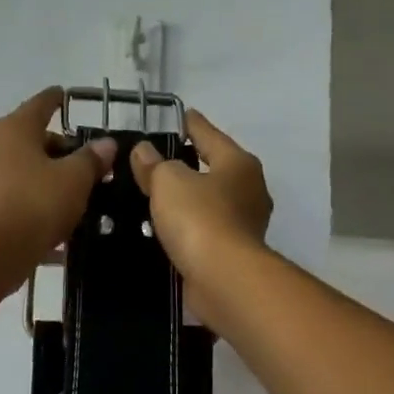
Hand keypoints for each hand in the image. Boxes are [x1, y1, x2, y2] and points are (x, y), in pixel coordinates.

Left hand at [0, 88, 115, 264]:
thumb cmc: (37, 202)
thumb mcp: (75, 179)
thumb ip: (92, 159)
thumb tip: (106, 144)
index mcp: (15, 128)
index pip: (40, 105)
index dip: (56, 100)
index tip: (65, 96)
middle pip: (32, 139)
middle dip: (59, 148)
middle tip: (86, 161)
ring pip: (23, 169)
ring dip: (47, 176)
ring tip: (75, 192)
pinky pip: (17, 195)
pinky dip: (36, 200)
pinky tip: (57, 220)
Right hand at [129, 110, 271, 303]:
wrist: (223, 278)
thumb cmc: (199, 218)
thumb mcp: (168, 182)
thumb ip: (154, 164)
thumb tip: (143, 151)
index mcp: (239, 163)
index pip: (210, 134)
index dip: (192, 124)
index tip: (182, 115)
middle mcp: (250, 190)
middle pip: (215, 168)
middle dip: (191, 163)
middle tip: (161, 159)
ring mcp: (246, 223)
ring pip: (212, 201)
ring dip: (190, 198)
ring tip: (159, 196)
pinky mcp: (235, 252)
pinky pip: (207, 229)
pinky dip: (190, 226)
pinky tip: (170, 228)